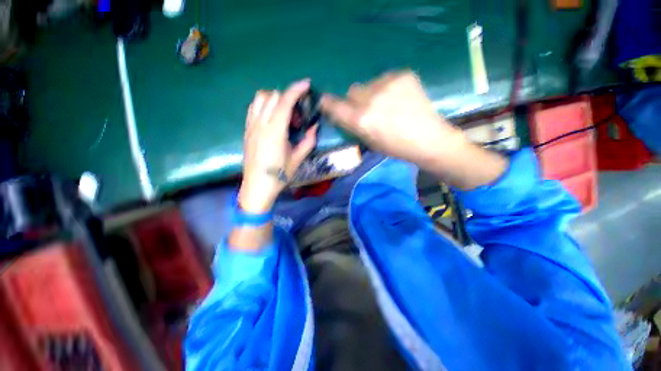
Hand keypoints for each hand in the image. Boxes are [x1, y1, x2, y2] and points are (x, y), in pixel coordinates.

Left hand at [239, 79, 317, 212]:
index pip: (285, 101)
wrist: (257, 186)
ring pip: (260, 98)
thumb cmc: (279, 175)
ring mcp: (251, 126)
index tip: (306, 85)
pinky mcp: (246, 130)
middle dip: (288, 98)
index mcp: (275, 131)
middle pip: (273, 96)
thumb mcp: (297, 159)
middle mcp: (261, 124)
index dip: (296, 90)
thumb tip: (314, 127)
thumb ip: (308, 141)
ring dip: (274, 99)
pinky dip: (264, 105)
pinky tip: (271, 117)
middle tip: (297, 115)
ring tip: (284, 114)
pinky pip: (253, 108)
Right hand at [320, 70, 467, 169]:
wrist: (428, 139)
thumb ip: (353, 125)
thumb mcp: (369, 142)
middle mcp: (371, 100)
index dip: (328, 103)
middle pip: (352, 91)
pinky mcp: (402, 75)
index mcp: (362, 120)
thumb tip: (343, 112)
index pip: (335, 107)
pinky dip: (387, 88)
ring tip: (388, 104)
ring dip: (372, 93)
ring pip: (368, 84)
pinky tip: (399, 98)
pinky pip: (385, 79)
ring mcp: (387, 84)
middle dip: (355, 100)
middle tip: (368, 109)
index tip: (325, 101)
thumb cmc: (396, 147)